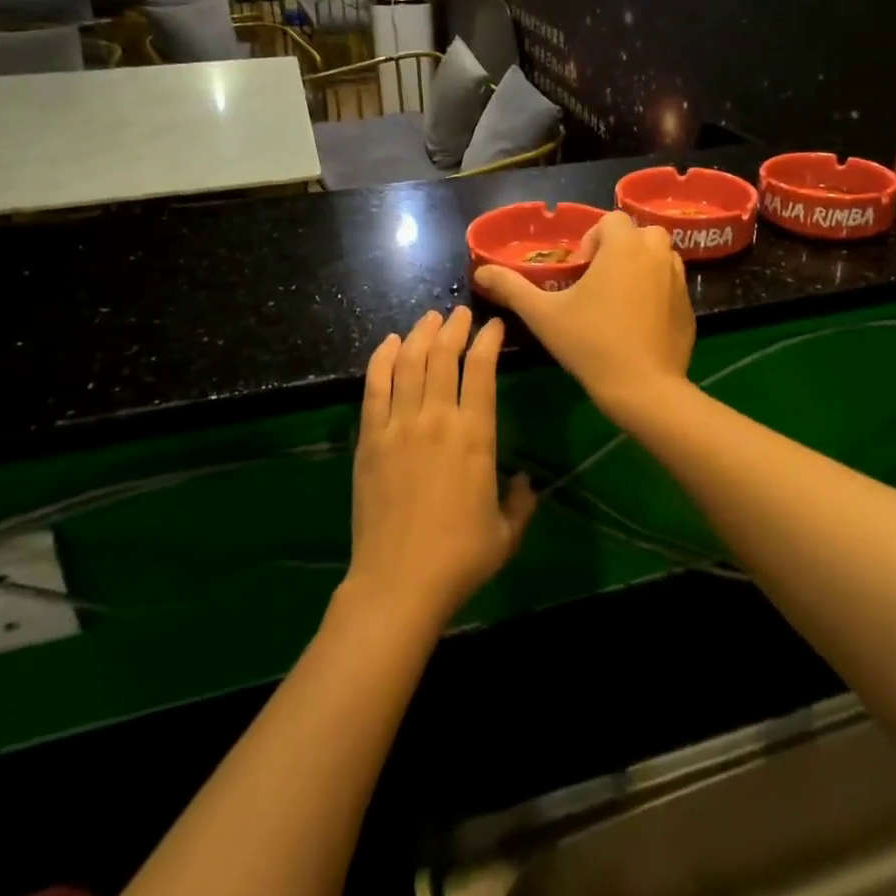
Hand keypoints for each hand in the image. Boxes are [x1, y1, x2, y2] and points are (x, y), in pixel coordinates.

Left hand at [346, 309, 535, 626]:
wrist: (398, 583)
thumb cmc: (460, 559)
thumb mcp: (507, 533)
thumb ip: (521, 501)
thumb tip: (525, 481)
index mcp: (476, 436)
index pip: (482, 370)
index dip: (488, 341)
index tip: (493, 326)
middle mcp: (437, 419)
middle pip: (443, 356)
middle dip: (454, 327)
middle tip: (459, 313)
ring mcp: (399, 426)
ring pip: (409, 363)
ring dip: (420, 334)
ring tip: (428, 318)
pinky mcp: (370, 439)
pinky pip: (375, 387)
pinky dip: (382, 359)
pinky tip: (389, 343)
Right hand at [472, 210, 695, 418]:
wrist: (642, 388)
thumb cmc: (590, 343)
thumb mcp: (543, 314)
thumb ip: (512, 288)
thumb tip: (481, 272)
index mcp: (624, 247)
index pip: (611, 220)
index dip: (592, 239)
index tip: (579, 271)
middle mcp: (657, 255)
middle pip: (641, 233)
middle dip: (620, 248)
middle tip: (599, 280)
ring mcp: (678, 281)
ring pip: (661, 257)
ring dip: (641, 266)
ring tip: (619, 298)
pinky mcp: (689, 307)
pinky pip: (672, 285)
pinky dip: (657, 291)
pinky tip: (639, 323)